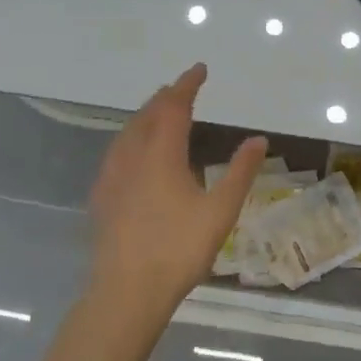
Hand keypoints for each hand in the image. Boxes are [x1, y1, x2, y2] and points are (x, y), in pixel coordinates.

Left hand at [87, 63, 267, 322]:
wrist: (127, 291)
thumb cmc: (179, 249)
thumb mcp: (221, 211)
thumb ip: (240, 172)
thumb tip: (258, 139)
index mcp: (161, 154)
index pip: (174, 106)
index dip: (188, 84)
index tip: (200, 69)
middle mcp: (132, 156)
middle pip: (147, 114)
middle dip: (166, 97)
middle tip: (183, 89)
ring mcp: (112, 176)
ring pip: (128, 132)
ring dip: (147, 115)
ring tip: (161, 113)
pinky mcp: (102, 196)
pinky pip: (117, 151)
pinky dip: (133, 137)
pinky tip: (137, 154)